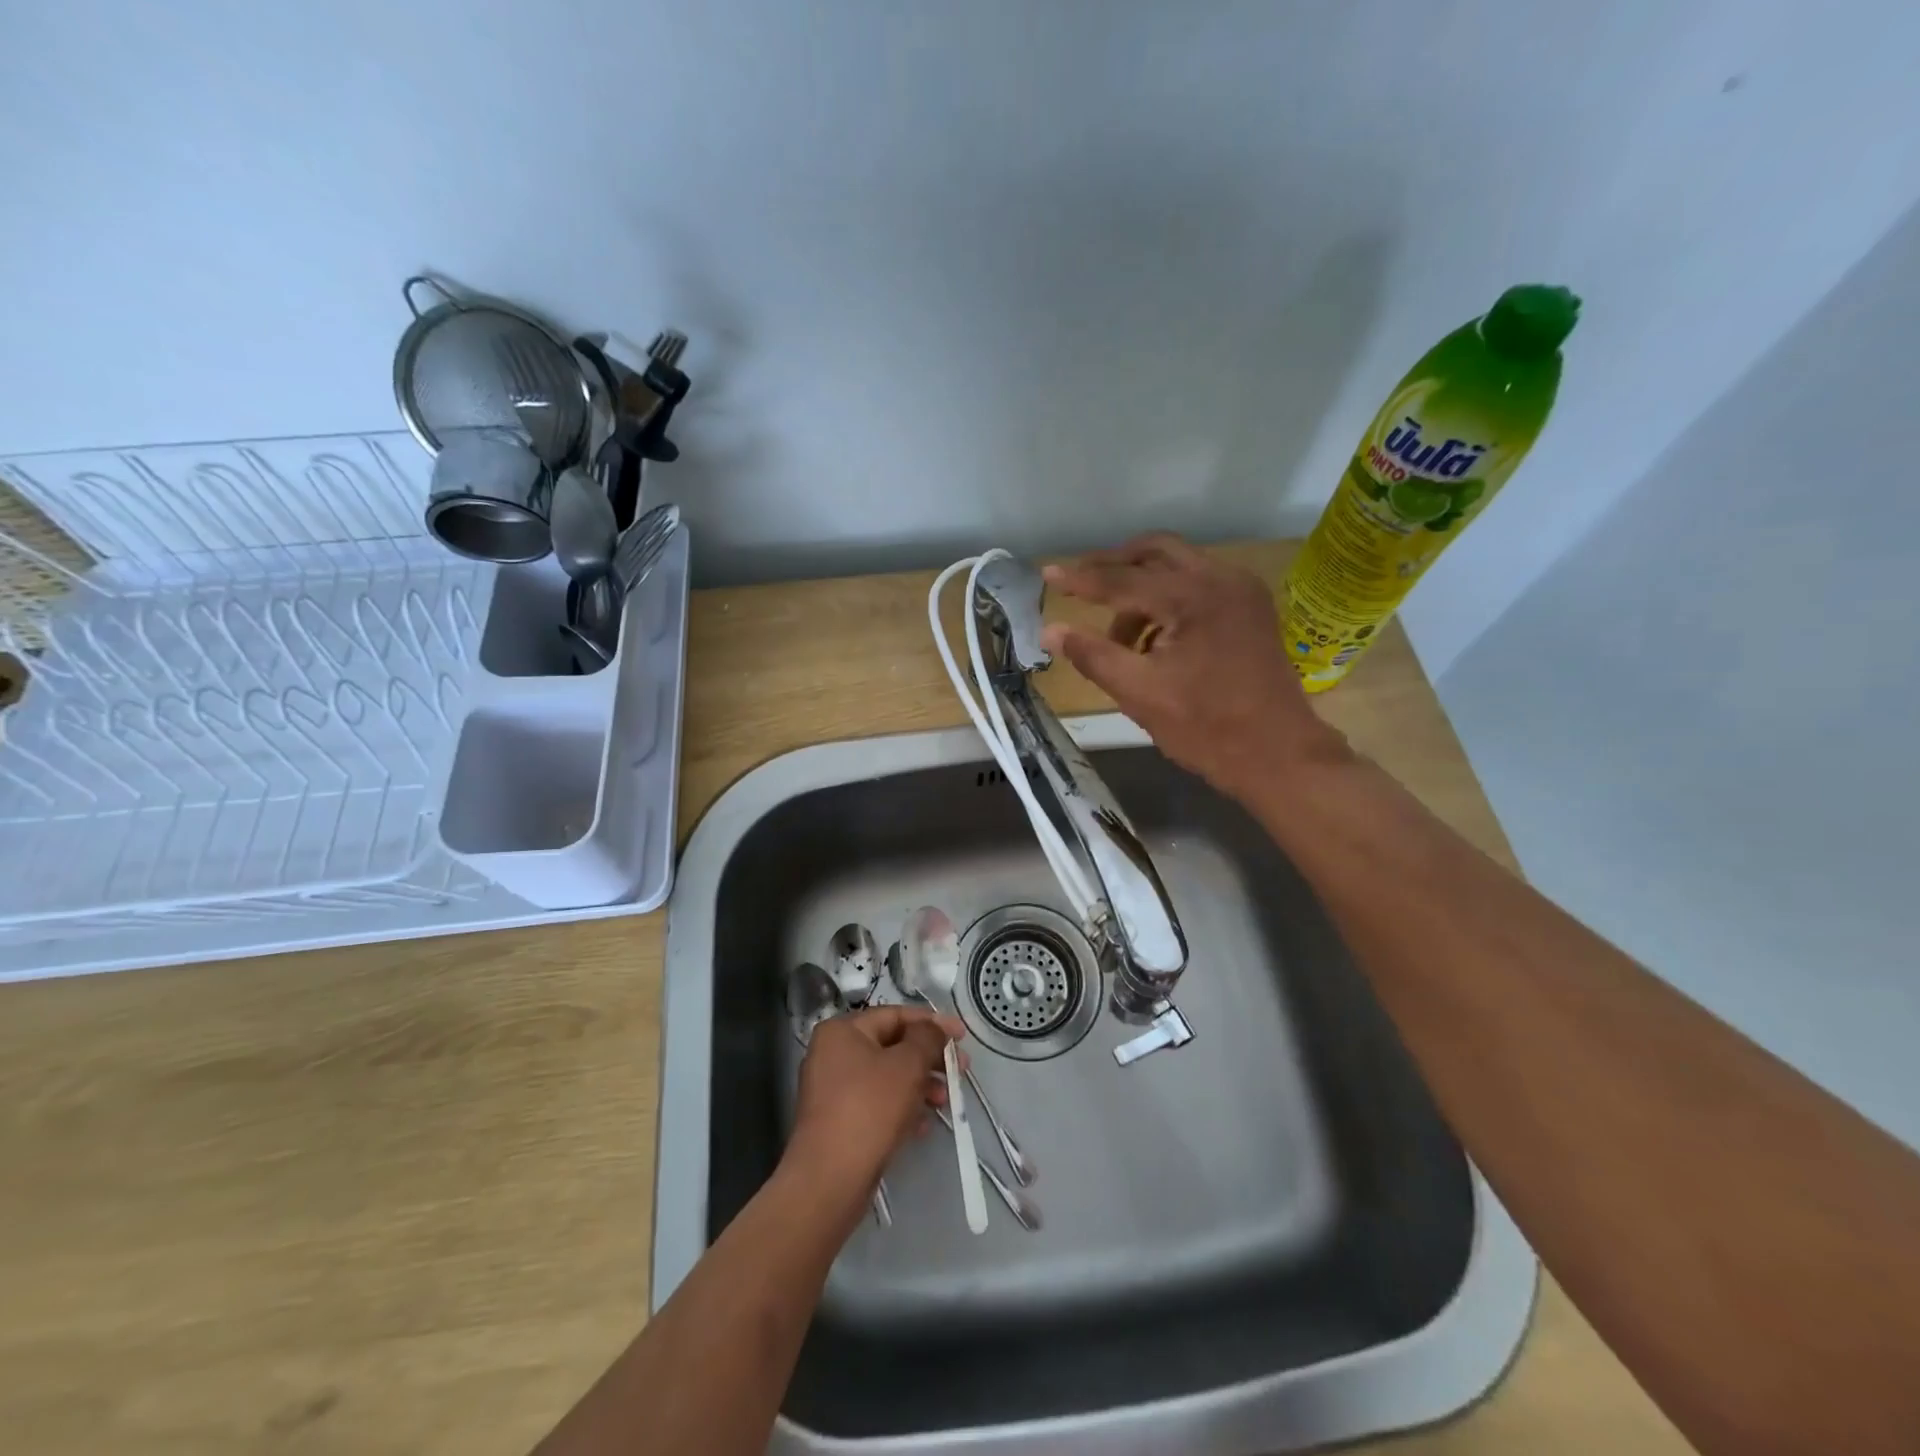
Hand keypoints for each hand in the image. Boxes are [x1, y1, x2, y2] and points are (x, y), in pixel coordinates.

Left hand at [784, 1006, 965, 1204]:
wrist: (829, 1180)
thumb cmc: (869, 1109)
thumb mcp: (907, 1065)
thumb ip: (927, 1038)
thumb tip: (934, 1029)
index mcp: (842, 1030)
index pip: (895, 1015)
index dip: (933, 1022)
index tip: (962, 1036)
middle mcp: (833, 1053)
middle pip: (892, 1046)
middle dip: (929, 1058)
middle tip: (960, 1070)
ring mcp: (833, 1089)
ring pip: (887, 1077)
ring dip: (920, 1085)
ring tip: (945, 1102)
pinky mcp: (838, 1121)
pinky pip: (877, 1103)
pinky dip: (902, 1108)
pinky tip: (923, 1125)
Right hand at [1040, 533, 1351, 800]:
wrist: (1278, 755)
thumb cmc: (1206, 728)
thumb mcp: (1139, 693)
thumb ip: (1092, 655)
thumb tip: (1050, 630)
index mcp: (1193, 596)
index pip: (1123, 579)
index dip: (1081, 579)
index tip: (1047, 574)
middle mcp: (1222, 579)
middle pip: (1156, 551)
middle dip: (1114, 565)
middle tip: (1080, 586)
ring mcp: (1242, 591)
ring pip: (1178, 566)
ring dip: (1141, 588)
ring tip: (1117, 637)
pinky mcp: (1251, 609)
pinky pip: (1199, 585)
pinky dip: (1167, 599)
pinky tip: (1153, 639)